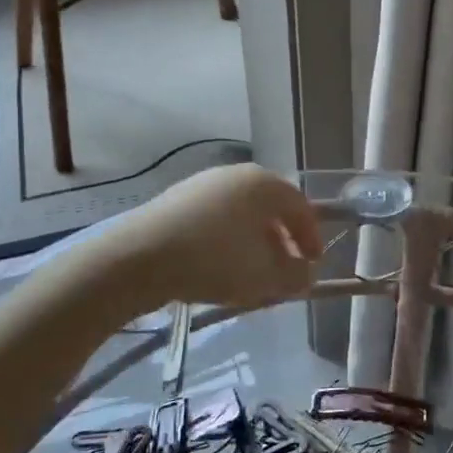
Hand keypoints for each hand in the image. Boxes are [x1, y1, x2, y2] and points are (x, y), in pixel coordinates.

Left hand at [115, 164, 322, 309]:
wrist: (138, 258)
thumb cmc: (215, 260)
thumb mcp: (265, 277)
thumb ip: (295, 276)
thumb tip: (305, 274)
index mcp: (265, 184)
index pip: (301, 208)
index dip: (312, 238)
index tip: (314, 264)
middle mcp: (236, 175)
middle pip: (270, 209)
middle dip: (281, 241)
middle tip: (284, 269)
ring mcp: (202, 184)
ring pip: (240, 216)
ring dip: (252, 243)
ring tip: (250, 274)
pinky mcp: (175, 200)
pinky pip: (214, 221)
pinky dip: (224, 241)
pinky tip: (217, 267)